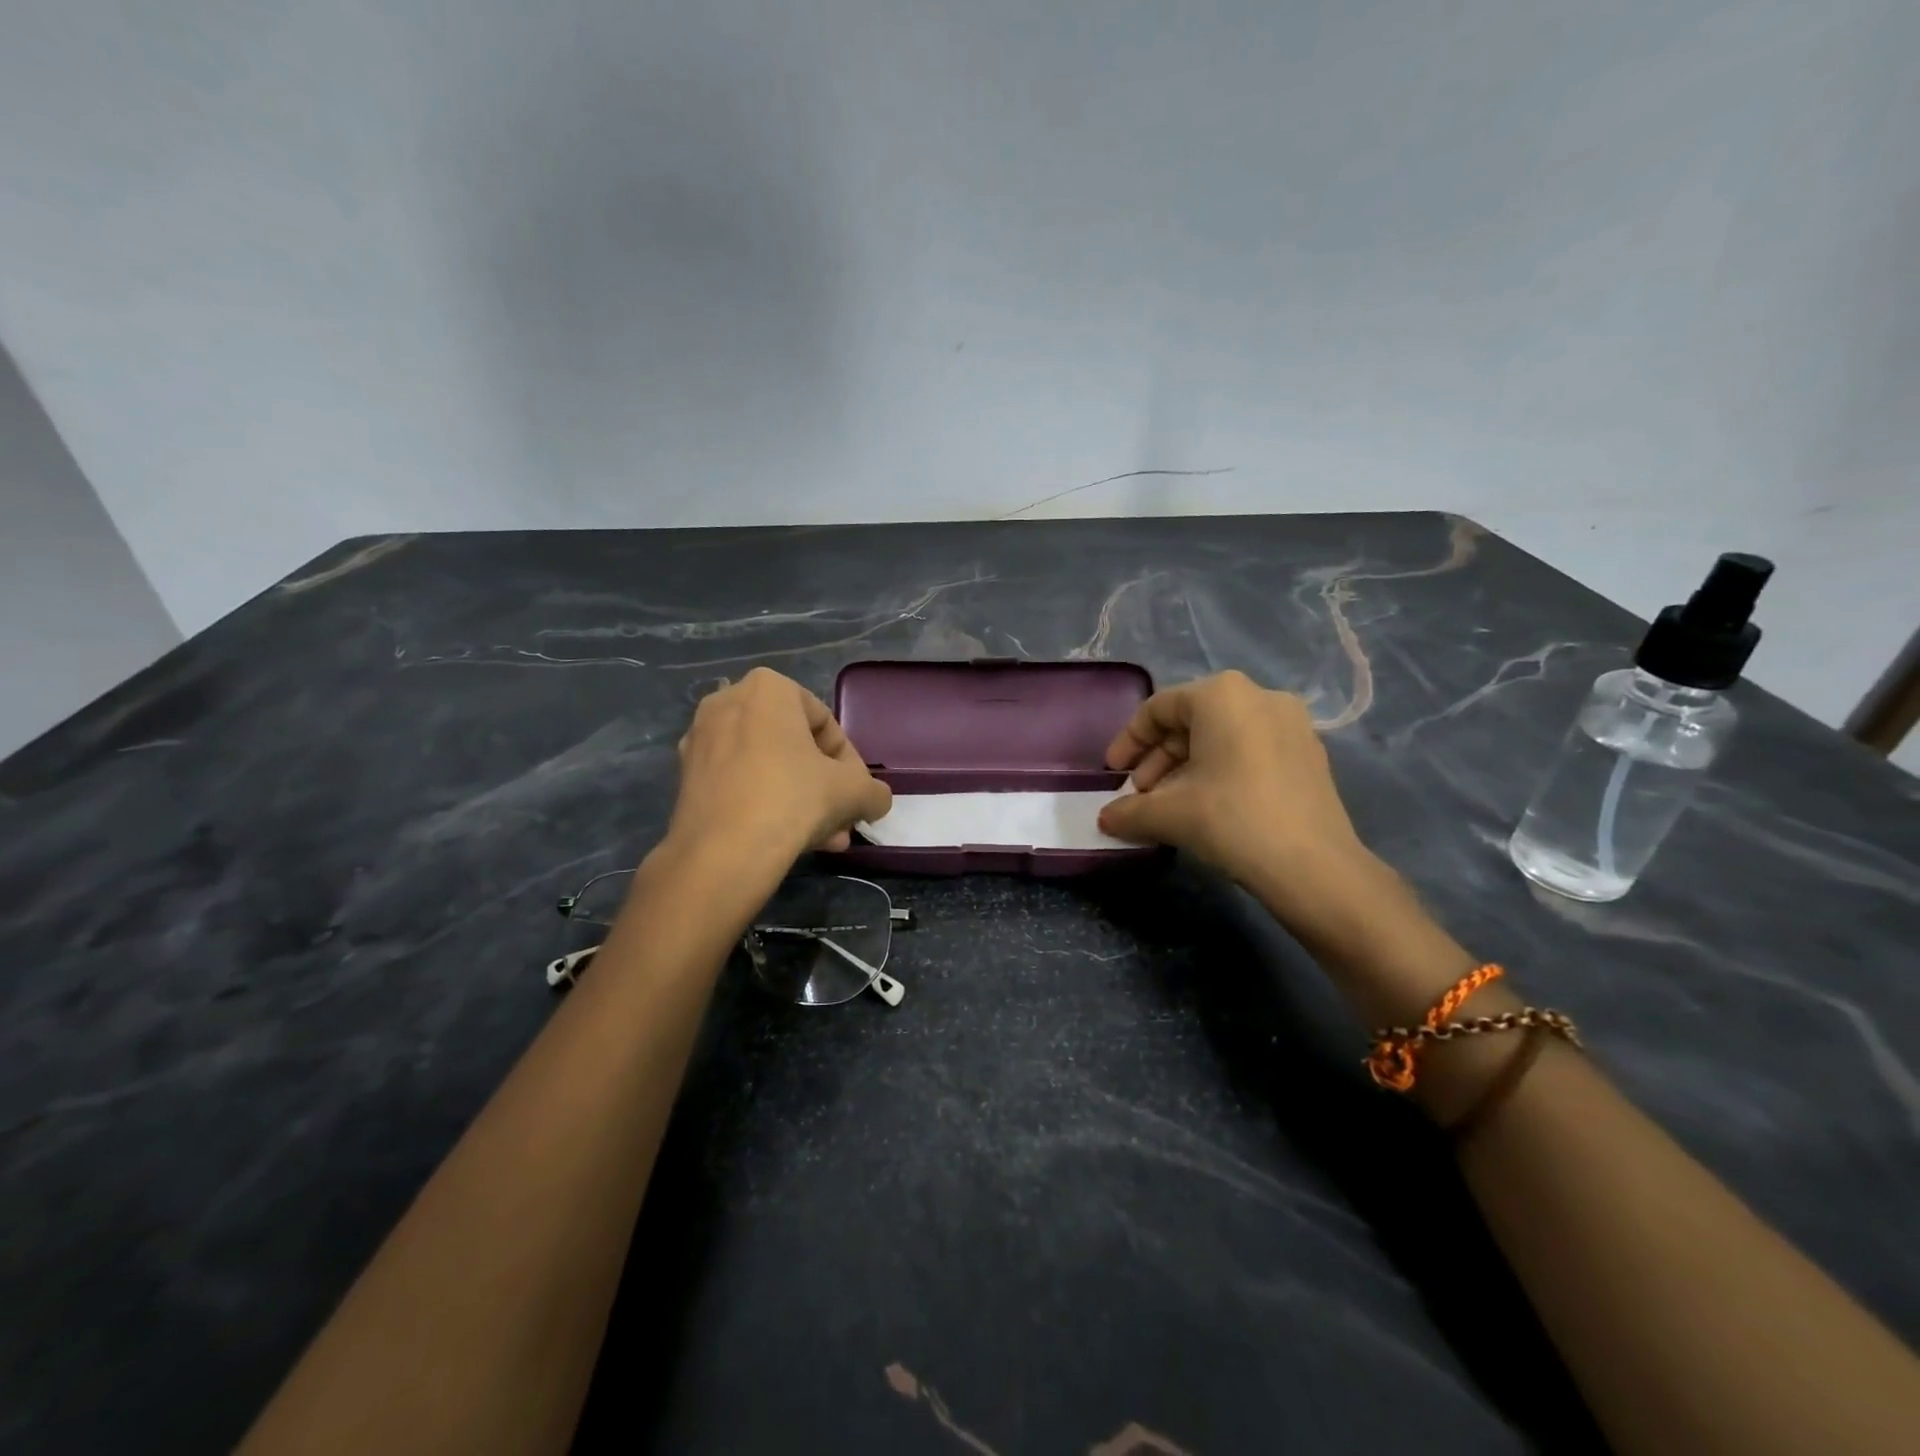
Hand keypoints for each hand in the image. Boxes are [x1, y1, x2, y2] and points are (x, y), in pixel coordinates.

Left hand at [665, 668, 891, 865]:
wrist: (722, 853)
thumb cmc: (793, 799)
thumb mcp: (853, 792)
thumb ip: (873, 791)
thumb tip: (875, 800)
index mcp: (768, 688)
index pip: (825, 722)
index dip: (849, 762)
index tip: (856, 792)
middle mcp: (727, 703)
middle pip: (794, 747)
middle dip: (822, 786)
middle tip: (840, 818)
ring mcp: (701, 740)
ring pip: (768, 769)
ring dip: (799, 800)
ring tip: (824, 839)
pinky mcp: (685, 778)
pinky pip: (740, 784)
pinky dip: (766, 805)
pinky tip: (790, 842)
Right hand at [1098, 671, 1380, 929]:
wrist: (1313, 867)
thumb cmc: (1231, 819)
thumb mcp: (1168, 814)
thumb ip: (1129, 811)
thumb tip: (1106, 819)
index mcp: (1221, 694)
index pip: (1158, 708)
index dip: (1128, 741)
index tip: (1113, 775)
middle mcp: (1259, 696)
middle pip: (1191, 721)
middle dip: (1158, 759)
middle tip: (1141, 795)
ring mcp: (1291, 724)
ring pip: (1221, 738)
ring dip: (1186, 768)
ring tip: (1170, 806)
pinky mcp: (1309, 754)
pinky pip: (1250, 751)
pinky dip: (1221, 771)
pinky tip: (1208, 807)